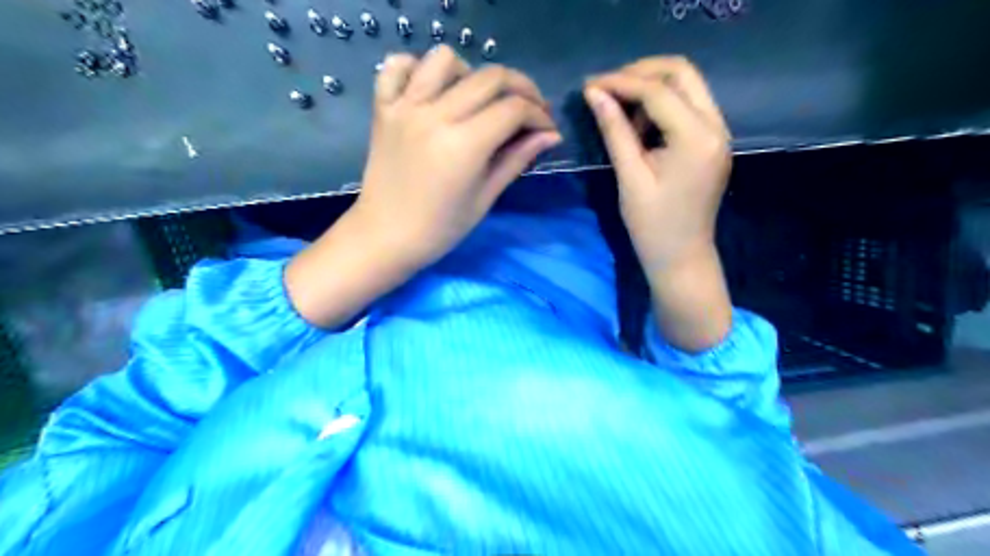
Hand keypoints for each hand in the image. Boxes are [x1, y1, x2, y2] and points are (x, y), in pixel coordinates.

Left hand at [287, 47, 564, 330]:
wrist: (386, 237)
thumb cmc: (440, 228)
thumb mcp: (485, 197)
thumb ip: (517, 160)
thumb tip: (551, 136)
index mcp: (464, 144)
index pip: (514, 109)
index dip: (539, 115)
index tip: (547, 129)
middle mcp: (435, 115)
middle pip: (490, 77)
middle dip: (522, 89)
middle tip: (530, 110)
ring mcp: (405, 107)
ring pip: (445, 59)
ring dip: (472, 73)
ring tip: (478, 100)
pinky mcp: (383, 108)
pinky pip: (397, 66)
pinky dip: (417, 68)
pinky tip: (431, 89)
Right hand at [582, 56, 728, 352]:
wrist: (682, 258)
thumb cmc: (652, 226)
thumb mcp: (630, 178)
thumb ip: (615, 131)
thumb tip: (594, 94)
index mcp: (696, 138)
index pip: (657, 91)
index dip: (620, 82)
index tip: (589, 85)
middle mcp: (716, 126)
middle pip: (682, 72)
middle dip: (641, 73)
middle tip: (606, 87)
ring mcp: (719, 133)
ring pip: (687, 85)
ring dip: (652, 88)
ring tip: (620, 111)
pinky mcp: (712, 142)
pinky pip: (689, 106)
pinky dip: (663, 105)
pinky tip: (641, 126)